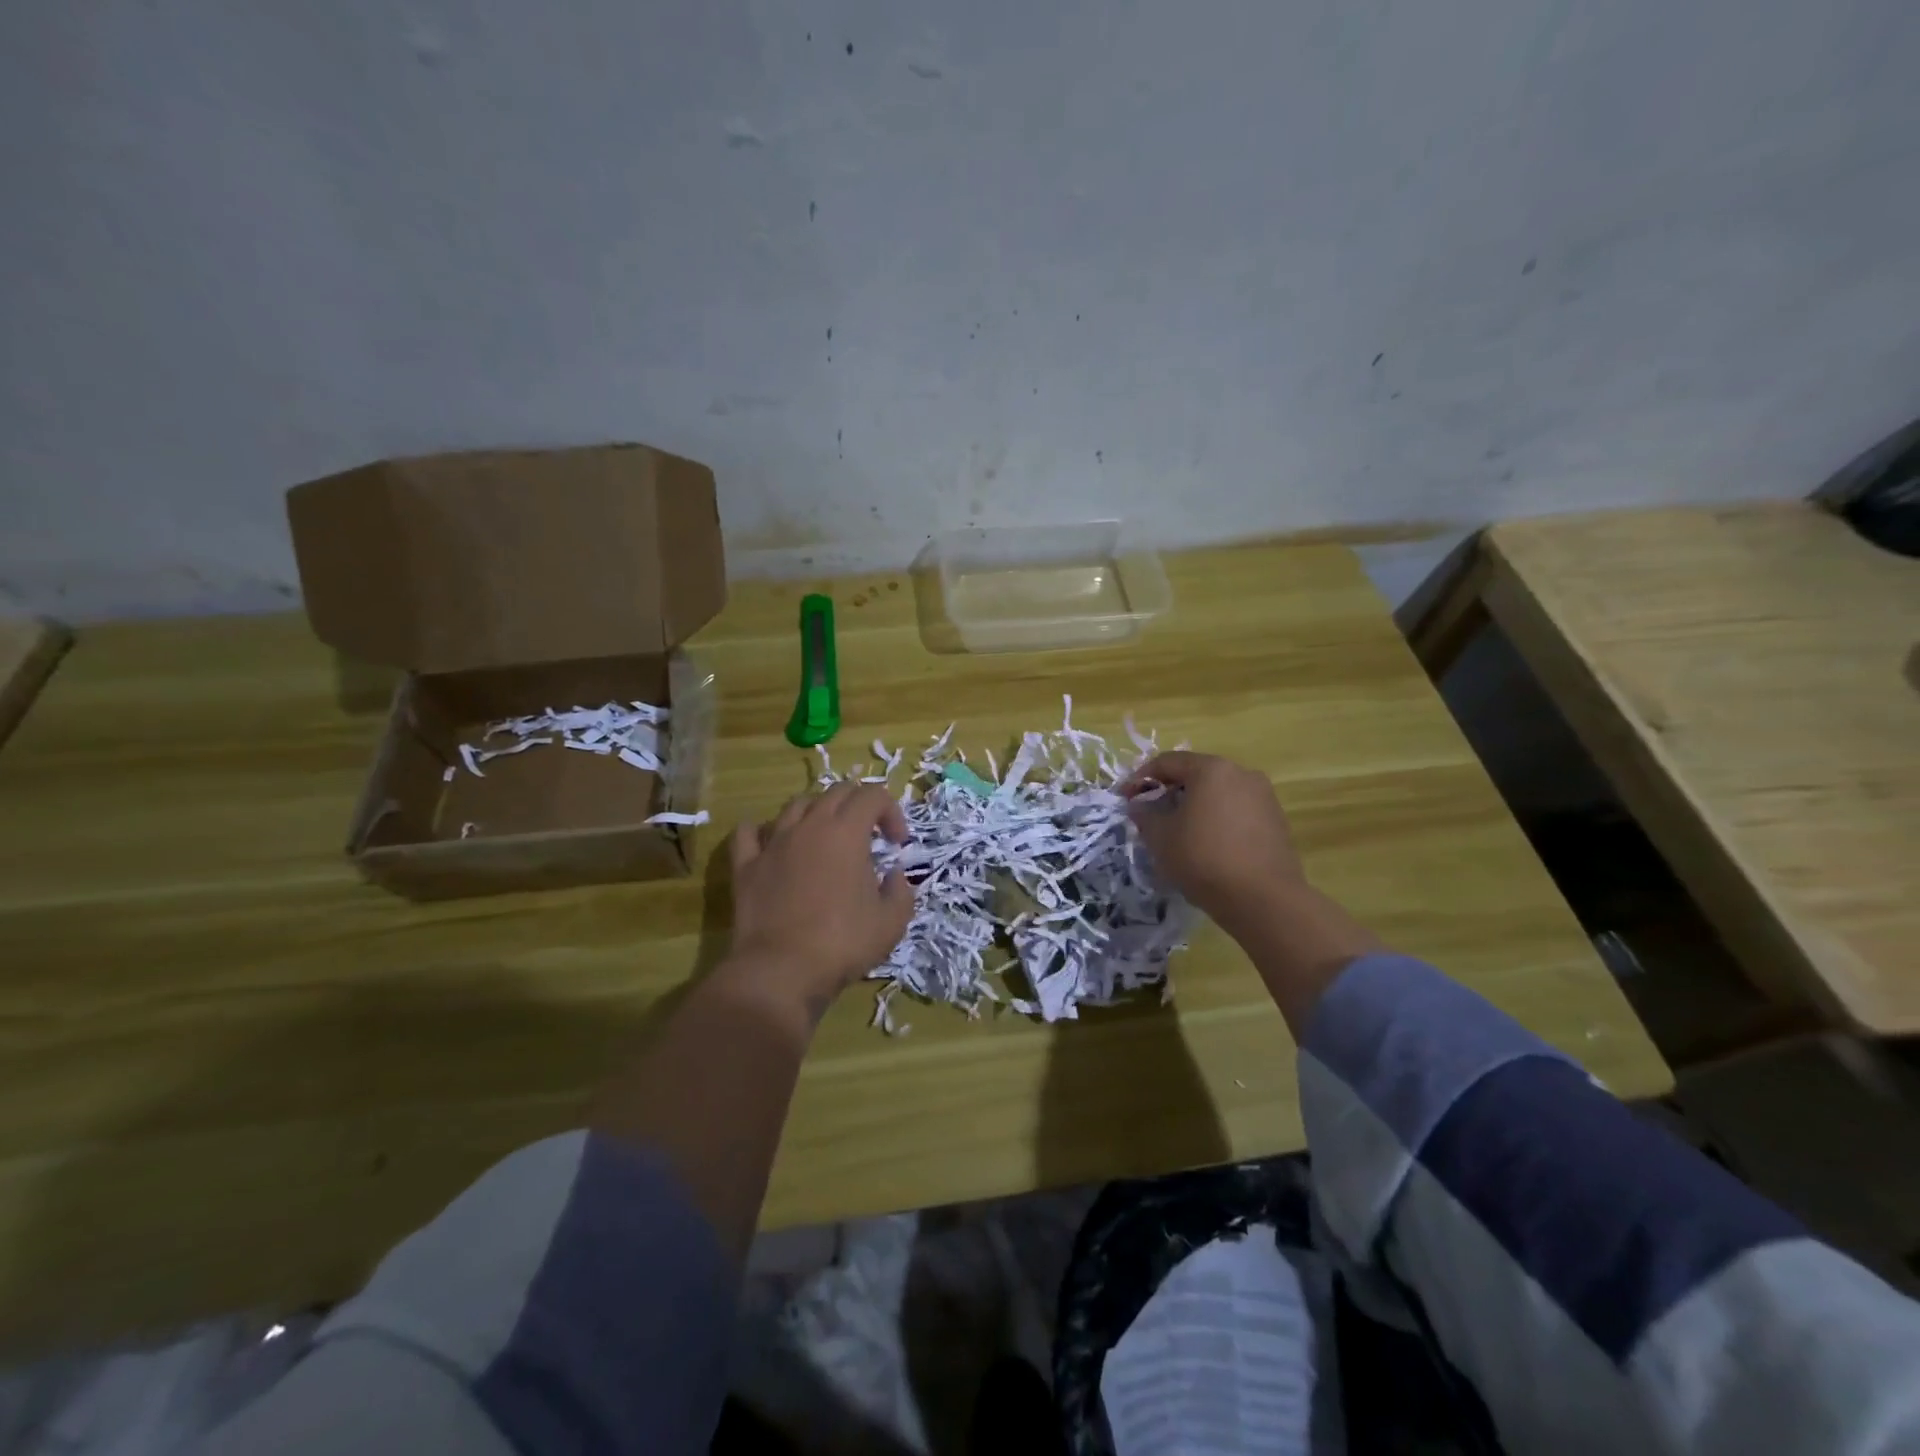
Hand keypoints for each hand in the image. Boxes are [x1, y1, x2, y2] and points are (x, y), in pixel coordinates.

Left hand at [726, 783, 914, 1023]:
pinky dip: (763, 830)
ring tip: (826, 838)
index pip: (873, 795)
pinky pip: (749, 833)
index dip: (892, 811)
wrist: (782, 970)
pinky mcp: (746, 865)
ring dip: (818, 813)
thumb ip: (901, 890)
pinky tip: (773, 843)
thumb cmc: (843, 943)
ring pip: (796, 805)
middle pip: (836, 792)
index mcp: (846, 833)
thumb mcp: (892, 922)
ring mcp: (773, 843)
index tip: (897, 843)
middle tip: (869, 834)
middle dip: (858, 805)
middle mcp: (809, 826)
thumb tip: (895, 874)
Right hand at [1121, 751, 1305, 936]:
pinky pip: (1237, 812)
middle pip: (1196, 775)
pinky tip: (1207, 845)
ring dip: (1195, 806)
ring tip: (1178, 831)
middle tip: (1150, 813)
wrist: (1263, 899)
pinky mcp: (1276, 822)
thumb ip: (1144, 814)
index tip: (1126, 798)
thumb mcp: (1160, 837)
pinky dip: (1217, 820)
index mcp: (1211, 769)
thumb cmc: (1203, 859)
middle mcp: (1242, 774)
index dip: (1141, 778)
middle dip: (1169, 791)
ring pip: (1218, 793)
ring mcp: (1264, 797)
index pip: (1167, 762)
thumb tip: (1139, 806)